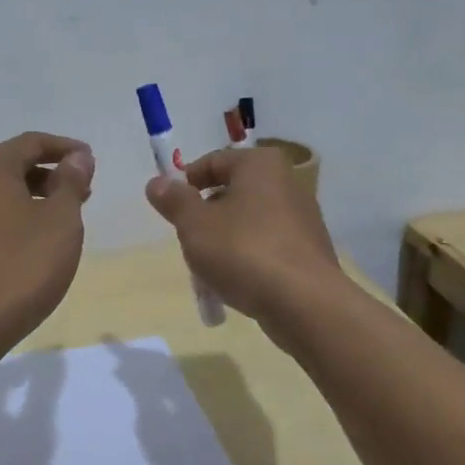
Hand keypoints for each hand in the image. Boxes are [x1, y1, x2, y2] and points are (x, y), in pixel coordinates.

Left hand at [0, 132, 95, 343]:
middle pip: (11, 165)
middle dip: (49, 175)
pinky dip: (9, 218)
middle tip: (82, 193)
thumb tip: (77, 158)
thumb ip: (71, 183)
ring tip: (59, 221)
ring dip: (30, 198)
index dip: (66, 149)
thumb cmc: (21, 265)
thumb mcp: (61, 220)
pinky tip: (27, 244)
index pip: (32, 143)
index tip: (91, 161)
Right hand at [145, 147, 344, 325]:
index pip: (214, 161)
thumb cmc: (243, 251)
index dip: (186, 183)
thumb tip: (157, 183)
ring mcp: (302, 218)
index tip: (170, 209)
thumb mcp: (195, 225)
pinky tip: (235, 285)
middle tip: (188, 242)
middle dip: (205, 217)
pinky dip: (247, 259)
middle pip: (232, 193)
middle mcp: (287, 182)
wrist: (303, 303)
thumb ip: (174, 201)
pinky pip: (267, 246)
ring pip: (248, 222)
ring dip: (224, 242)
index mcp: (260, 164)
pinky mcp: (308, 250)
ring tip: (208, 271)